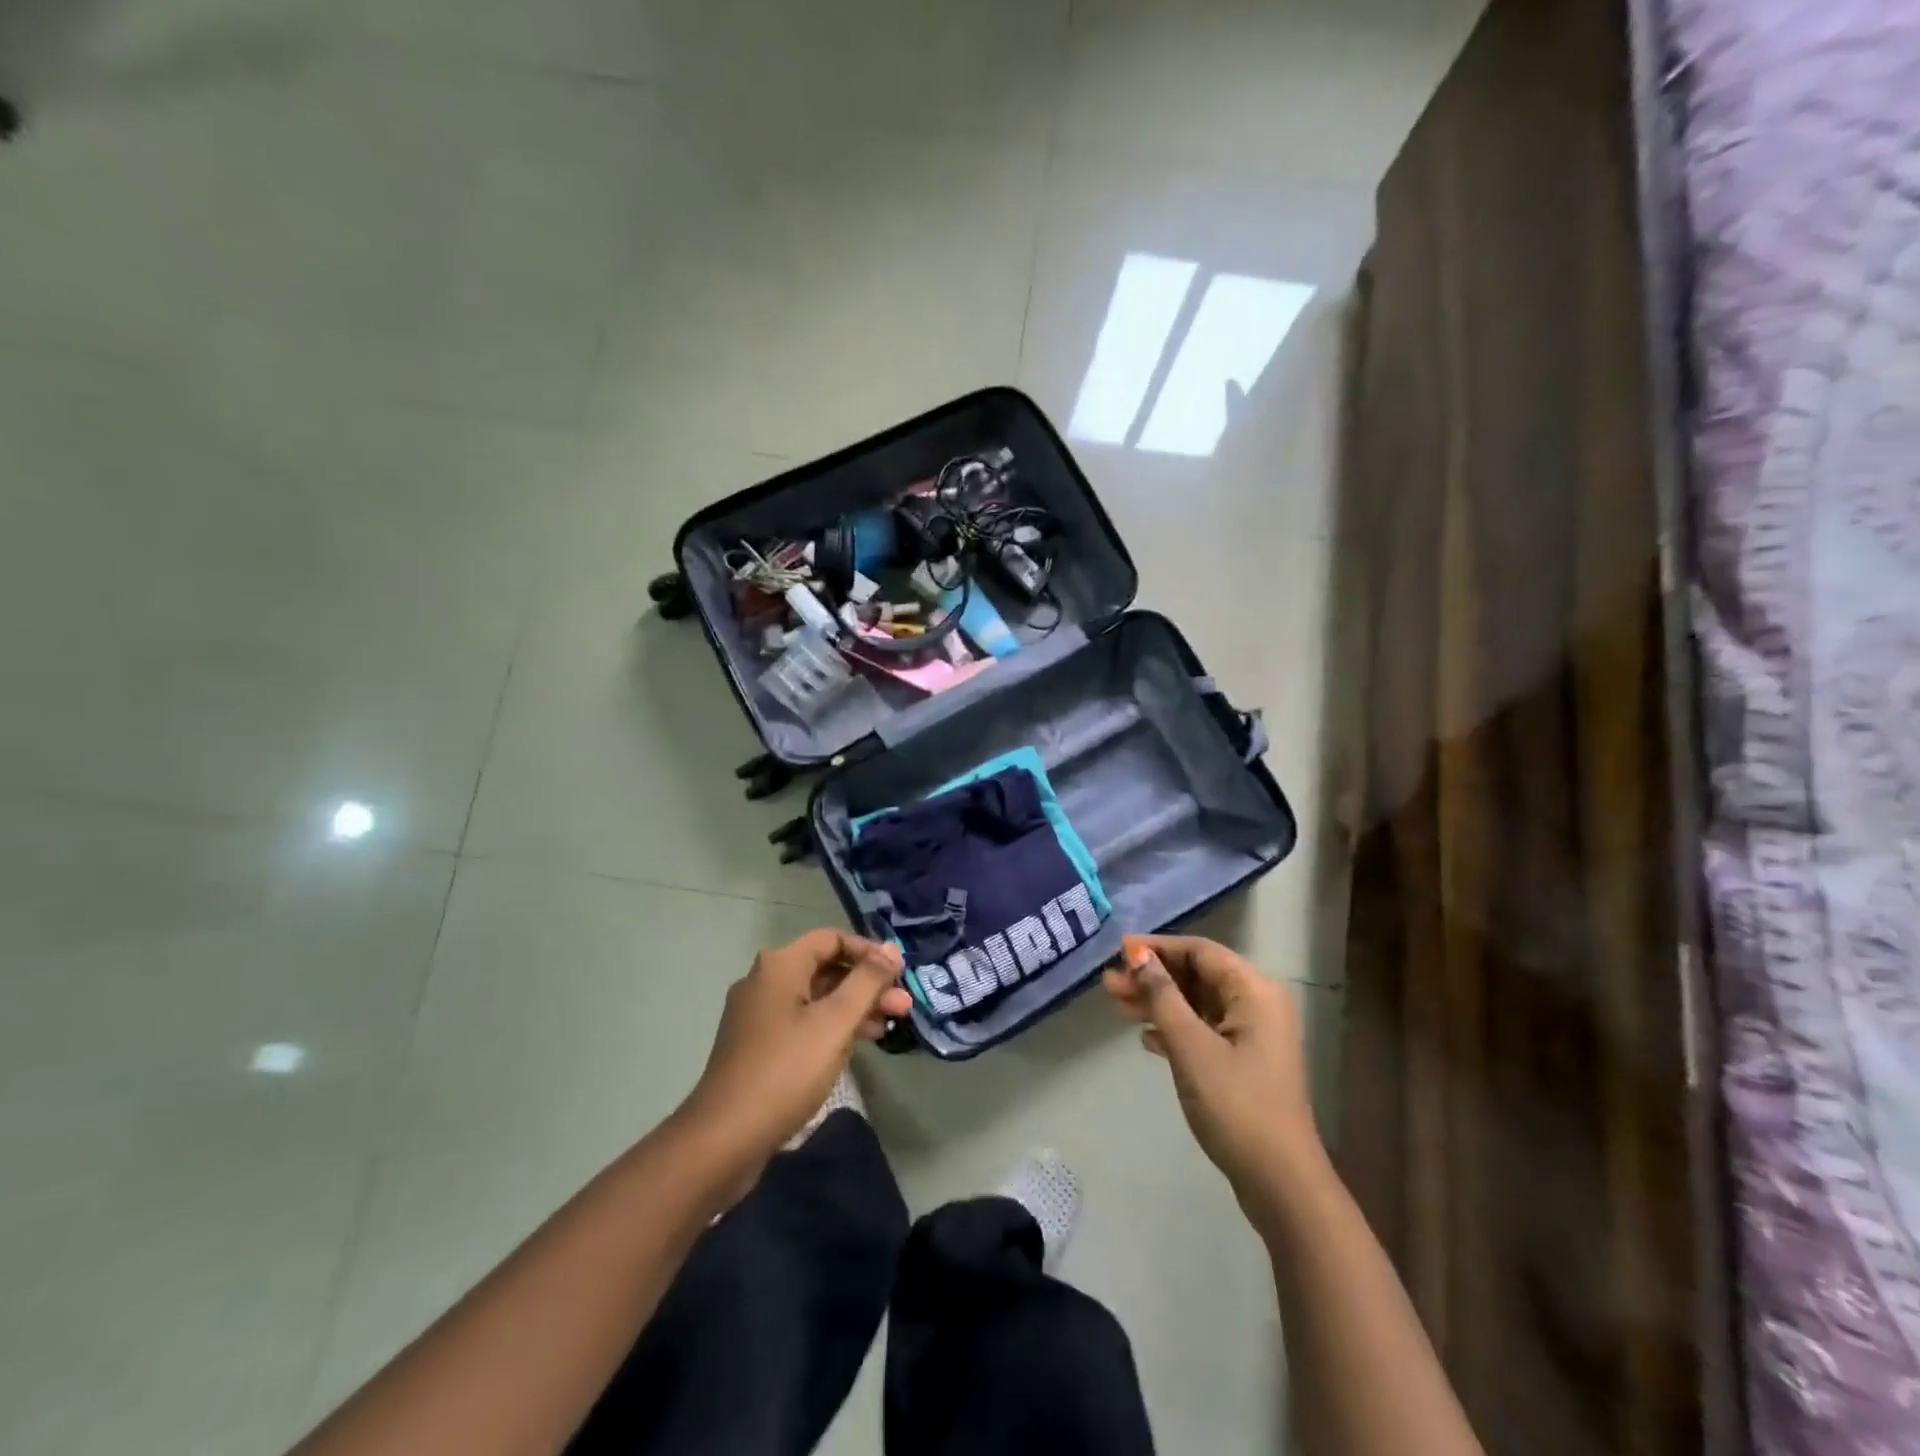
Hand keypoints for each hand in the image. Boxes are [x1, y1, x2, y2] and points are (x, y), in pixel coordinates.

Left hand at [679, 930, 911, 1168]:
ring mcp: (758, 1015)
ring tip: (888, 1027)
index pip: (831, 939)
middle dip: (867, 985)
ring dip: (853, 1007)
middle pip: (825, 968)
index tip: (899, 973)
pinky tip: (856, 1045)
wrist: (724, 1139)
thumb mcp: (834, 1023)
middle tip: (902, 1006)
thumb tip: (891, 950)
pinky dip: (831, 1027)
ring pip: (816, 998)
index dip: (868, 951)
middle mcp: (765, 981)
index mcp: (779, 966)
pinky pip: (802, 1021)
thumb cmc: (785, 1071)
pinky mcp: (757, 1045)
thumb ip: (867, 982)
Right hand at [1103, 934, 1322, 1198]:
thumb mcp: (1191, 1046)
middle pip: (1197, 976)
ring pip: (1197, 1004)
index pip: (1200, 951)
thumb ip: (1163, 996)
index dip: (1158, 948)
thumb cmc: (1235, 1105)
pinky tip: (1146, 1038)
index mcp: (1254, 991)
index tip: (1119, 952)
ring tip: (1116, 1005)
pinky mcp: (1244, 1061)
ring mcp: (1252, 1035)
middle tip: (1110, 983)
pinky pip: (1204, 1029)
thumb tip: (1139, 956)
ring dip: (1158, 1003)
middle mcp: (1257, 1004)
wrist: (1279, 1181)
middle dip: (1153, 977)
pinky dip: (1174, 1028)